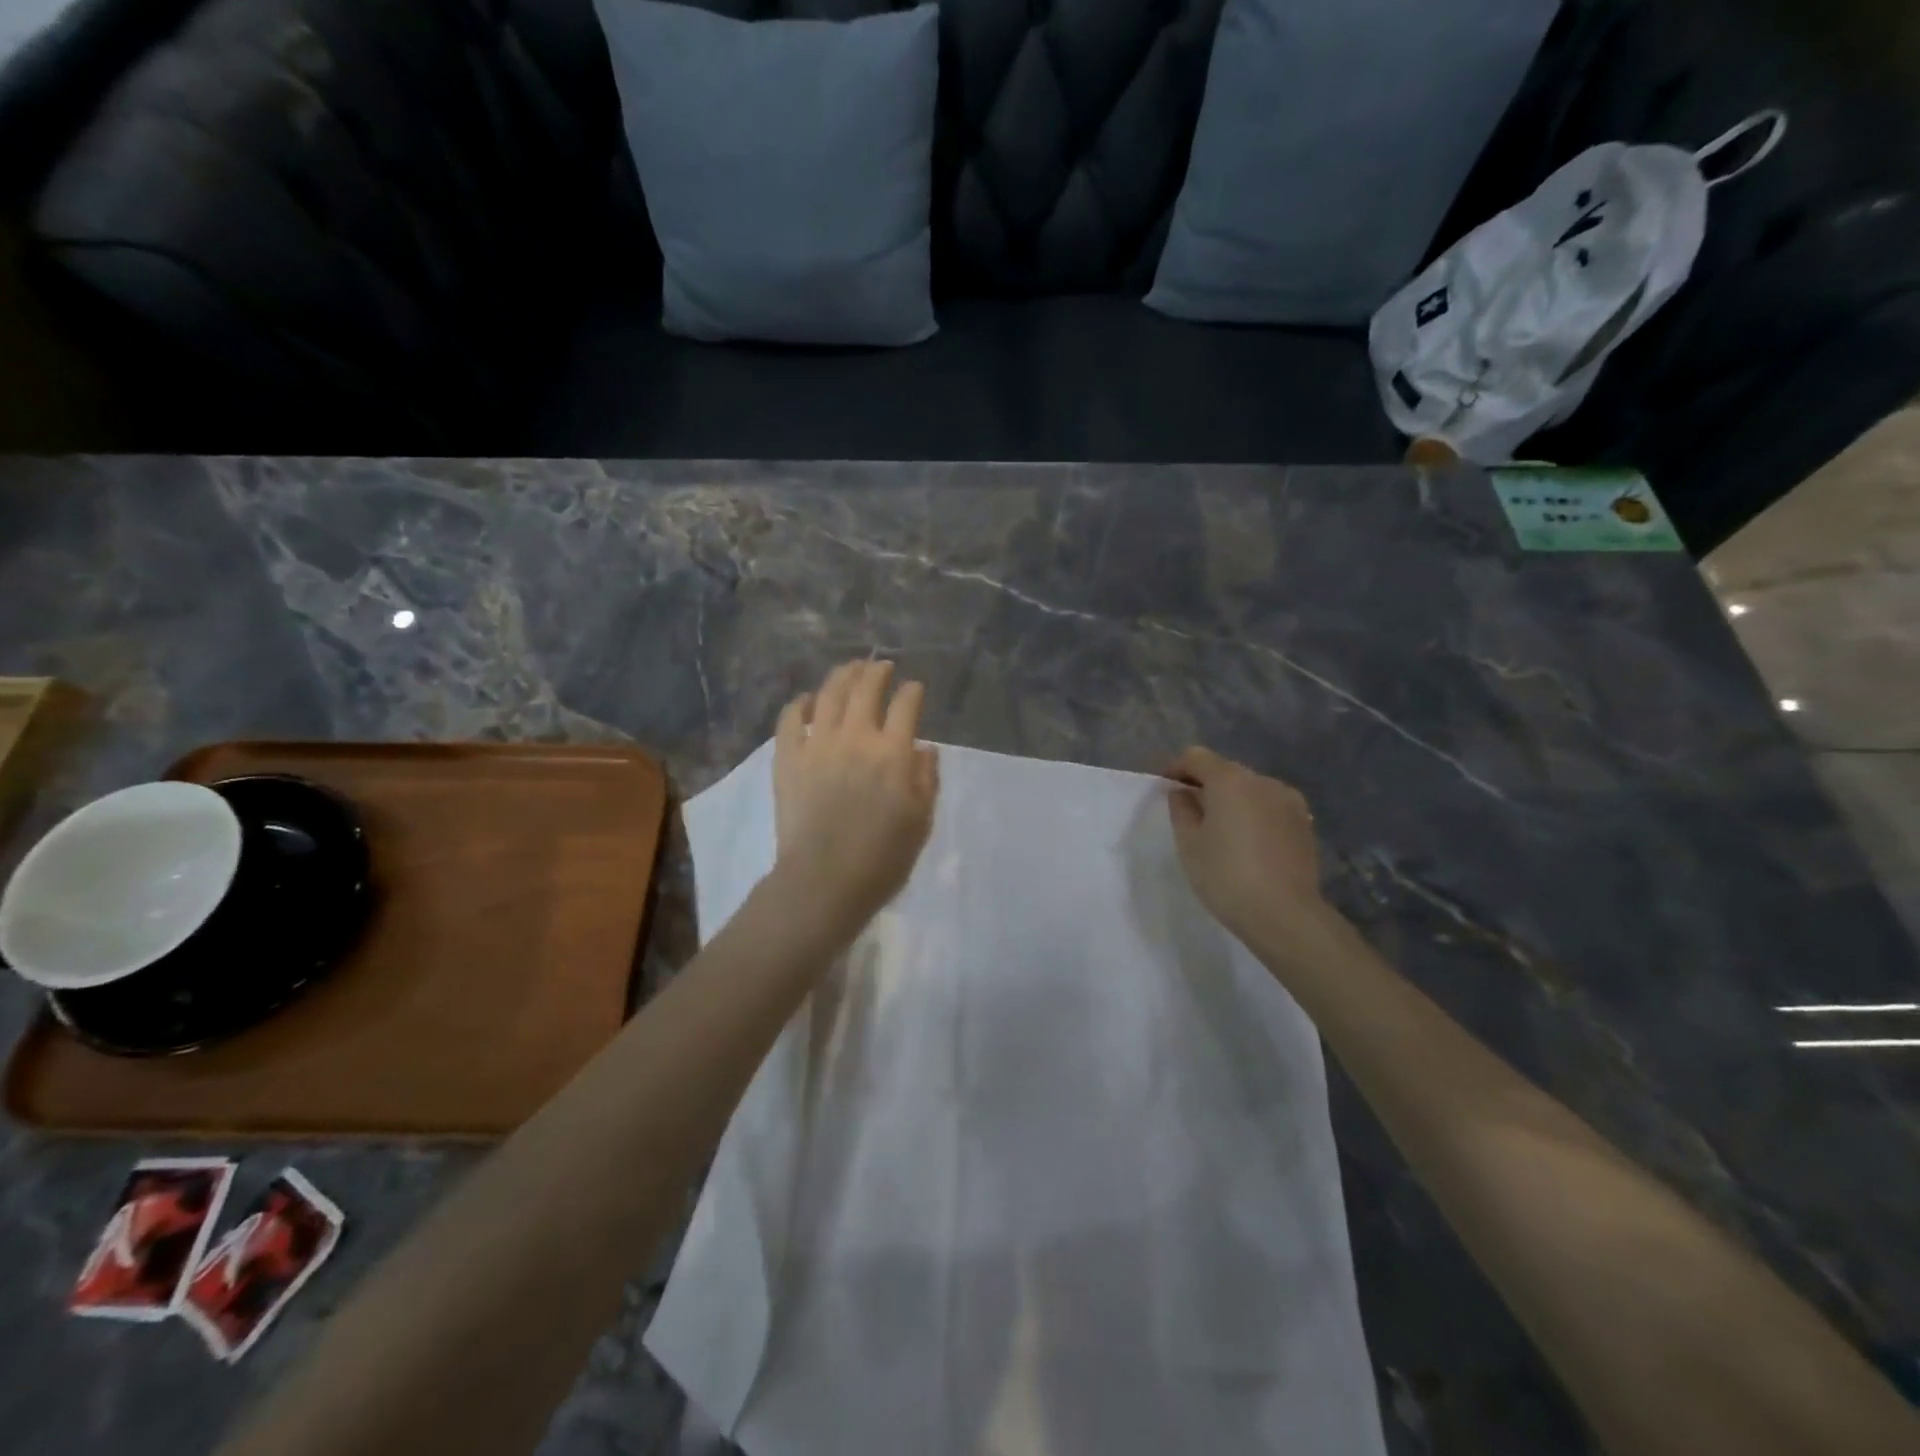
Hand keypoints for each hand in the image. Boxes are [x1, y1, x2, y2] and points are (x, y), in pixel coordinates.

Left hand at [772, 659, 939, 940]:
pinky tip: (807, 700)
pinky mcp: (788, 758)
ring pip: (829, 694)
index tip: (914, 688)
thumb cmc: (883, 858)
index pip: (906, 705)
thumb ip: (926, 779)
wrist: (824, 881)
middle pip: (866, 689)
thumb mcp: (921, 822)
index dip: (912, 692)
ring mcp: (817, 744)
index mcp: (893, 753)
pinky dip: (799, 704)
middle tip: (881, 666)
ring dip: (842, 676)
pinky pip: (789, 719)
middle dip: (877, 672)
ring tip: (849, 669)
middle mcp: (856, 737)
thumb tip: (925, 748)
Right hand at [1166, 747, 1332, 944]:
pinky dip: (1253, 813)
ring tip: (1220, 828)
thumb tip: (1183, 793)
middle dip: (1205, 783)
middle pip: (1226, 770)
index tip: (1165, 787)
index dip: (1176, 768)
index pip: (1196, 757)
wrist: (1284, 914)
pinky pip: (1270, 806)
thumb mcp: (1189, 843)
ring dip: (1232, 799)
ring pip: (1250, 788)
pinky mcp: (1304, 822)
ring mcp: (1289, 801)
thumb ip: (1181, 809)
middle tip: (1188, 810)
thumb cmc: (1226, 876)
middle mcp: (1262, 781)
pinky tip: (1247, 841)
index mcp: (1230, 780)